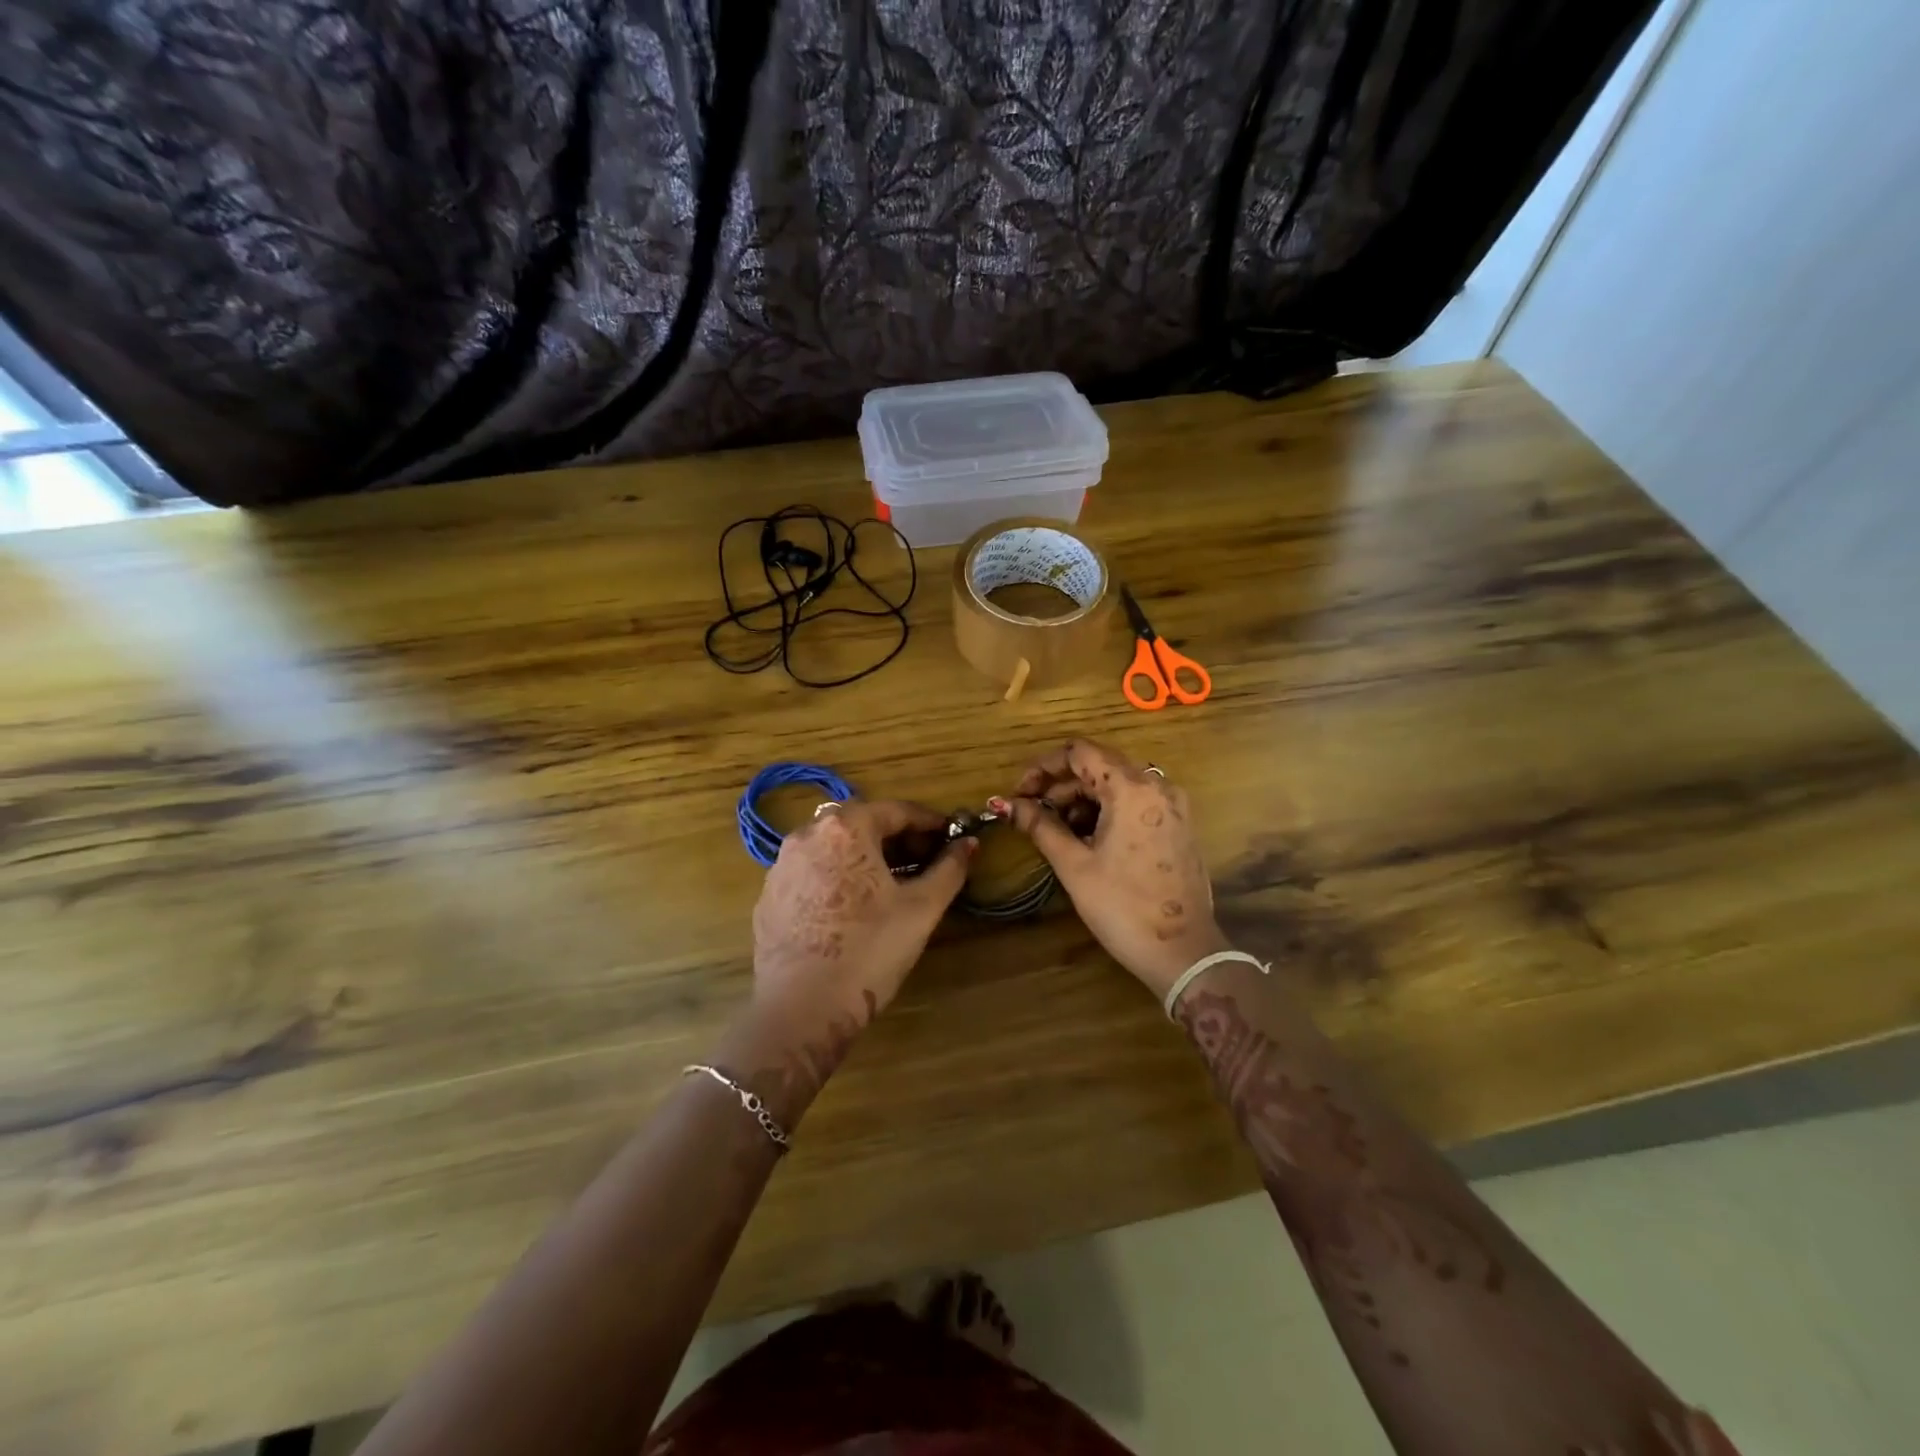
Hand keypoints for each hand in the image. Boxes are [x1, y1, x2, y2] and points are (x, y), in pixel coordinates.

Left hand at [751, 799, 973, 1032]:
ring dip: (866, 856)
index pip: (896, 810)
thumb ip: (949, 869)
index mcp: (845, 828)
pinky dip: (838, 876)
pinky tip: (854, 907)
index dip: (929, 822)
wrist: (801, 1010)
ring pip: (834, 847)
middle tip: (925, 861)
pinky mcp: (769, 896)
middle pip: (862, 823)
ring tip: (892, 884)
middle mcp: (807, 835)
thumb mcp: (922, 908)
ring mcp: (782, 865)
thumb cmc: (870, 951)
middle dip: (898, 838)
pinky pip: (813, 872)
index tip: (952, 836)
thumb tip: (968, 844)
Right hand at [1001, 739, 1226, 1000]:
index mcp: (1131, 787)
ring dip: (1082, 800)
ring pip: (1117, 784)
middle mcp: (1157, 785)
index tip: (1021, 793)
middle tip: (1033, 815)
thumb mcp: (1074, 865)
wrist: (1184, 953)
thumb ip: (1040, 826)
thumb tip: (1008, 805)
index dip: (1043, 767)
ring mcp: (1173, 805)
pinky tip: (1089, 840)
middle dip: (1060, 786)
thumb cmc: (1123, 907)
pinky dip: (1107, 810)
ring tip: (1058, 833)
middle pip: (1098, 765)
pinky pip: (1136, 802)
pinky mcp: (1179, 825)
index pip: (1079, 752)